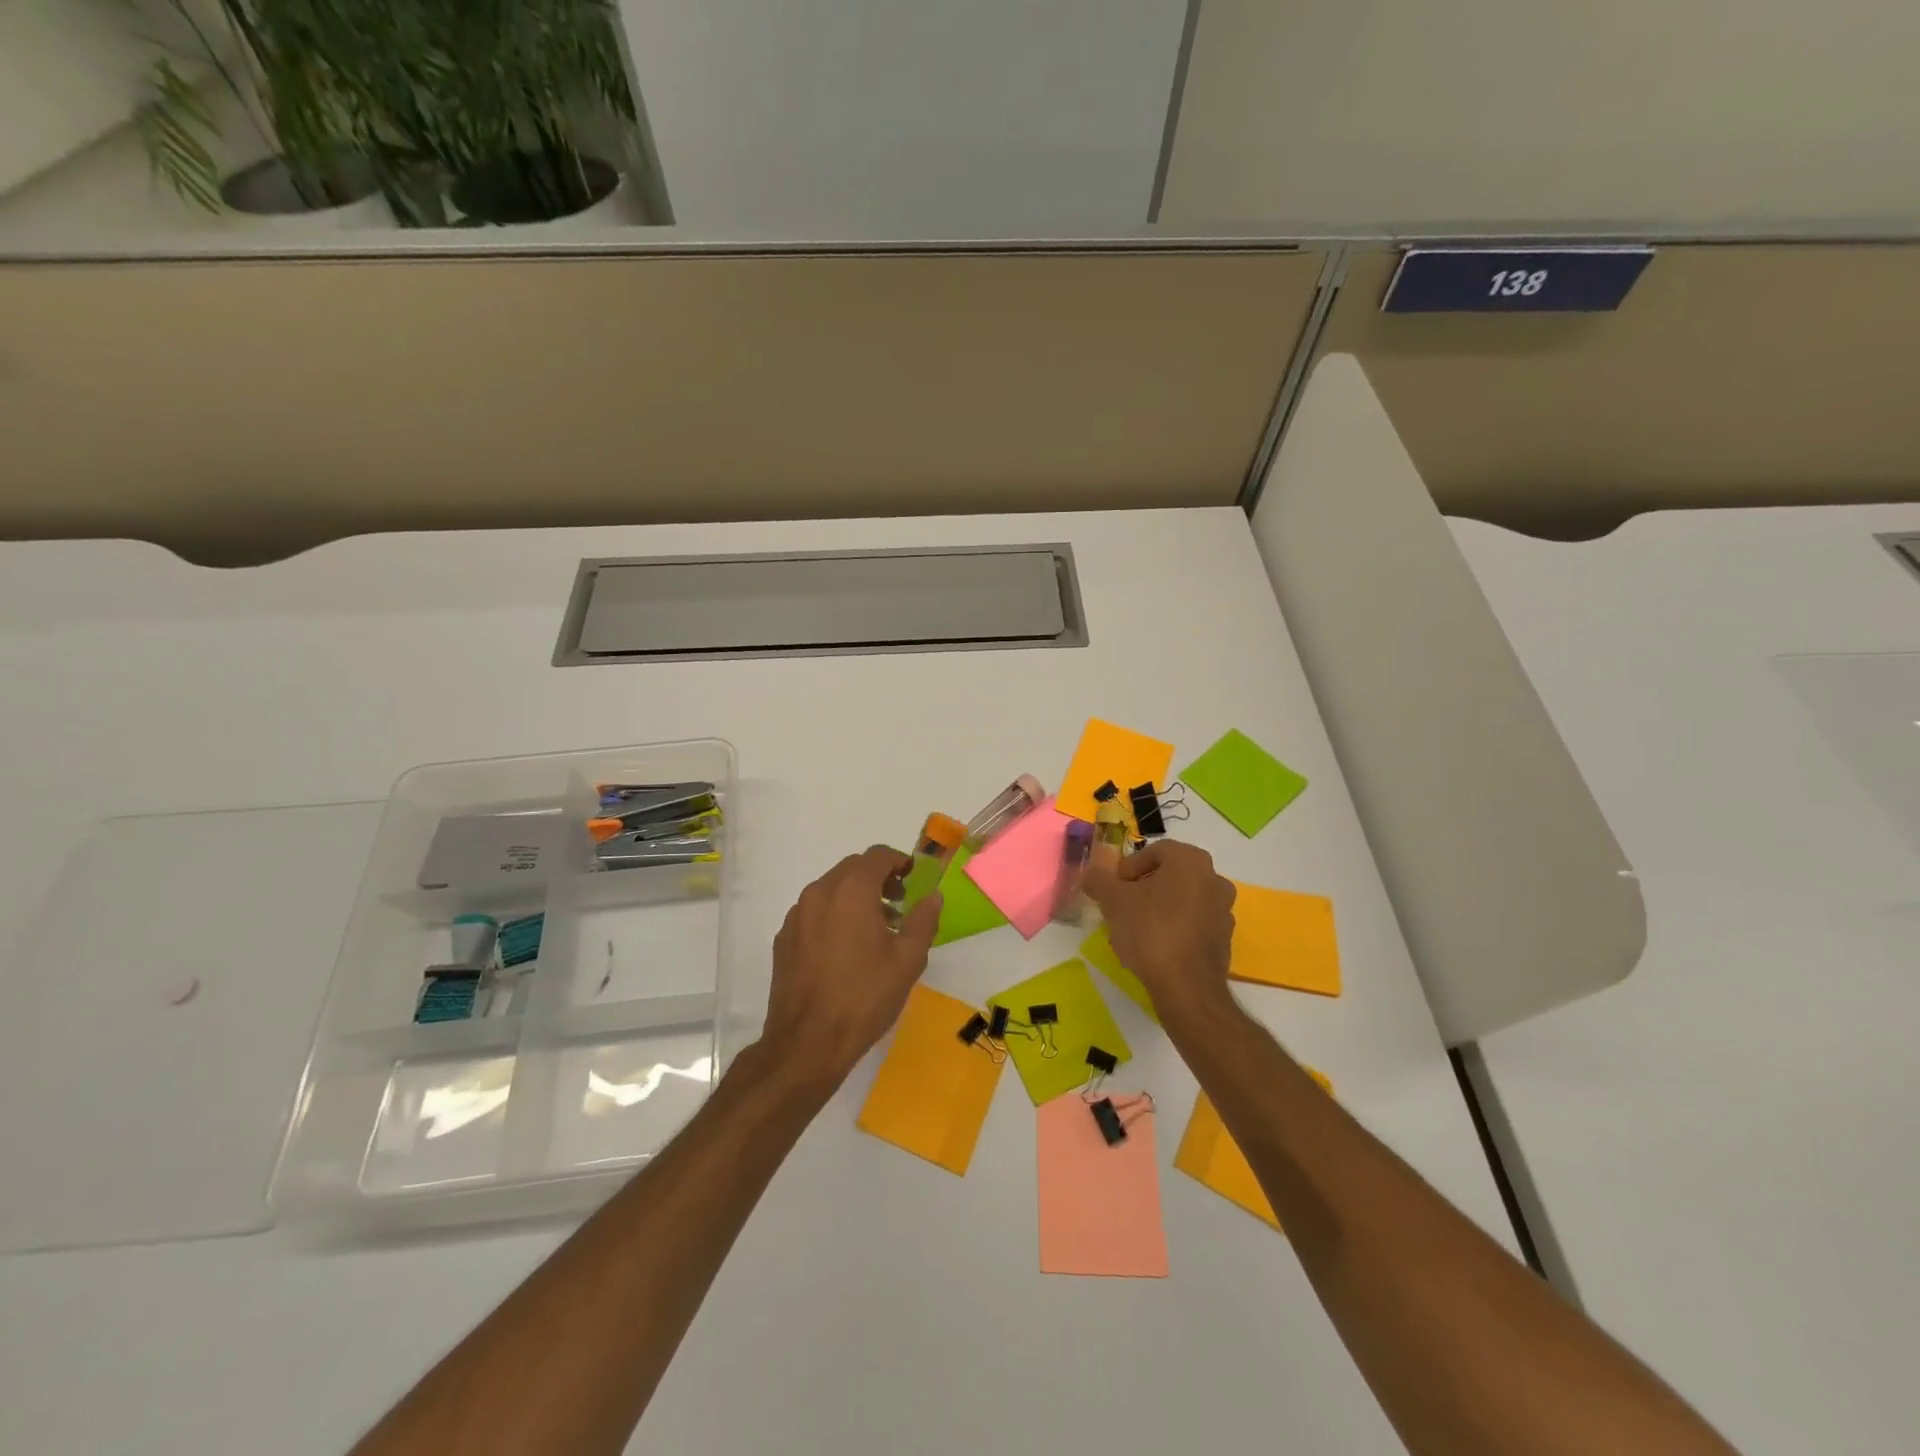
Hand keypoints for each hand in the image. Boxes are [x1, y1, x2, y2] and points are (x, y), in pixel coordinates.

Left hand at [760, 845, 941, 1087]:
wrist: (807, 1043)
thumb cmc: (864, 997)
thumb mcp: (907, 960)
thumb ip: (923, 920)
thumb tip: (933, 896)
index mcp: (851, 890)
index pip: (877, 855)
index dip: (899, 862)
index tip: (913, 880)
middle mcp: (819, 892)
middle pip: (852, 868)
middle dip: (878, 878)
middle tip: (899, 904)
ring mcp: (797, 915)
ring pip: (831, 889)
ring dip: (855, 897)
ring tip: (876, 930)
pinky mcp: (784, 938)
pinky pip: (814, 912)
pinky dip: (834, 915)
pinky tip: (846, 949)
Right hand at [1083, 839, 1235, 1016]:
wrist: (1186, 986)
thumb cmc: (1149, 930)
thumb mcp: (1112, 901)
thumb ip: (1098, 880)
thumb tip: (1091, 874)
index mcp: (1190, 860)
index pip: (1154, 851)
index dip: (1129, 867)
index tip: (1113, 888)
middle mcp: (1214, 878)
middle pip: (1170, 875)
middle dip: (1143, 887)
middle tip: (1122, 906)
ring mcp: (1224, 910)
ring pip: (1183, 899)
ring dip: (1159, 907)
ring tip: (1136, 929)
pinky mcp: (1225, 939)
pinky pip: (1194, 923)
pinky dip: (1175, 927)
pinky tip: (1156, 947)